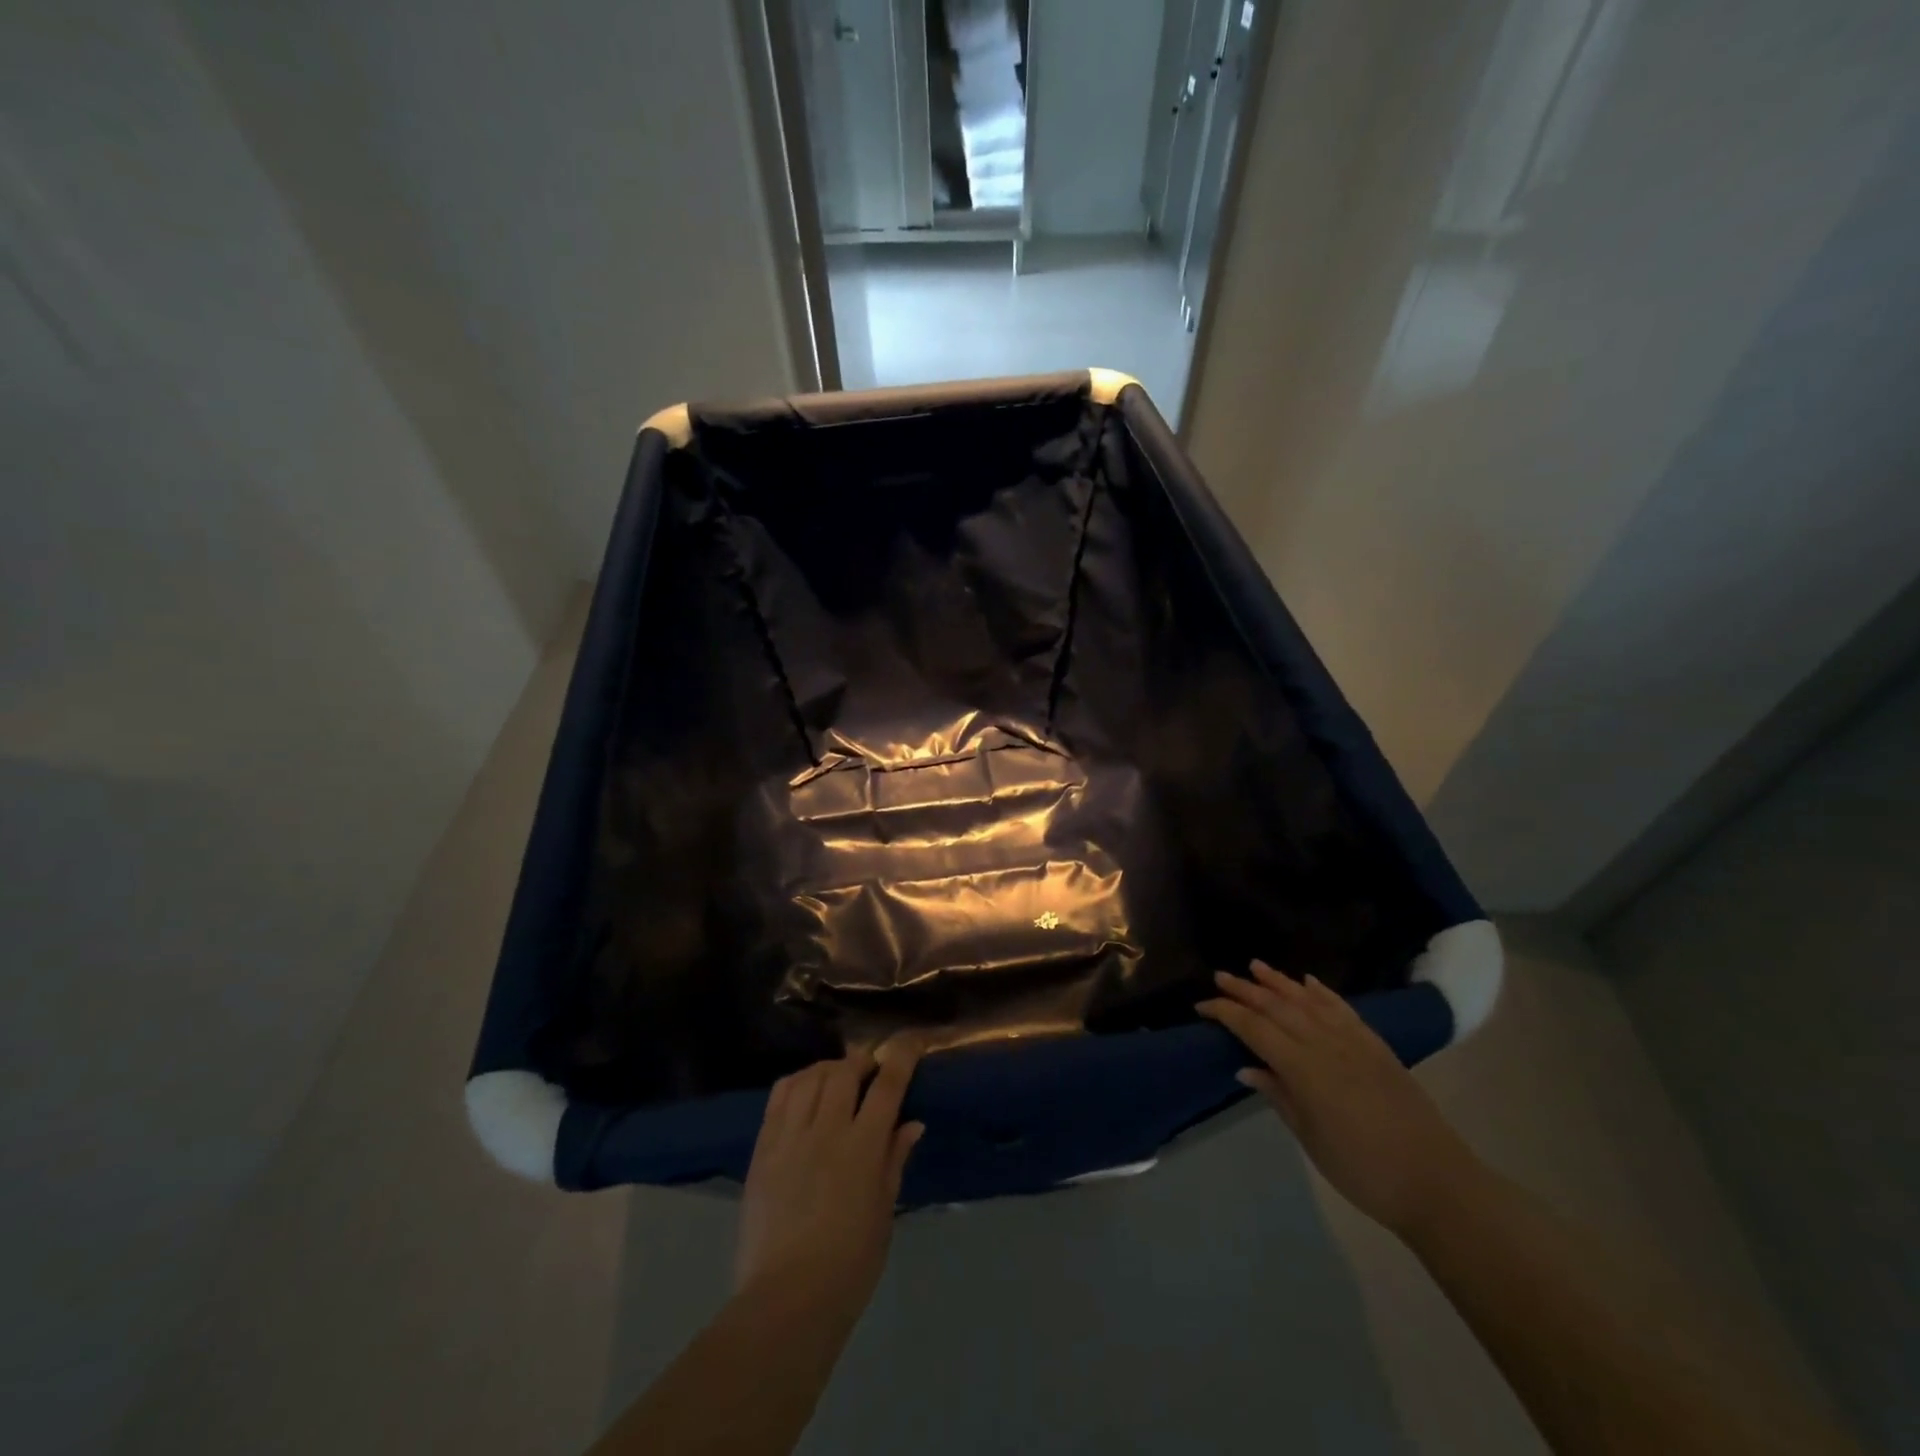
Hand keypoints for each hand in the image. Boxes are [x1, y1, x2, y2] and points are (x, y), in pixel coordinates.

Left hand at [734, 1039, 924, 1318]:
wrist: (786, 1300)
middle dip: (862, 1060)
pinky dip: (797, 1082)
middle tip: (870, 1070)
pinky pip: (779, 1096)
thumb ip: (895, 1160)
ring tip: (837, 1077)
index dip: (901, 1055)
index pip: (887, 1084)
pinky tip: (804, 1090)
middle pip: (845, 1071)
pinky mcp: (762, 1148)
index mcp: (863, 1148)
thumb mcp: (884, 1212)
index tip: (911, 1041)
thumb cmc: (850, 1265)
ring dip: (829, 1068)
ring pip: (810, 1076)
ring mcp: (790, 1136)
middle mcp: (826, 1130)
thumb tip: (912, 1123)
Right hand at [1198, 962, 1479, 1236]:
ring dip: (1279, 981)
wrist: (1437, 1183)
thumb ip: (1278, 1096)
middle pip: (1277, 1007)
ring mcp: (1354, 1041)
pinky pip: (1342, 1009)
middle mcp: (1325, 1044)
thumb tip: (1246, 1067)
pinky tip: (1308, 982)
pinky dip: (1322, 992)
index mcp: (1303, 1068)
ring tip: (1255, 965)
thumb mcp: (1311, 1138)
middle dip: (1245, 990)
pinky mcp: (1377, 1046)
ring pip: (1308, 1000)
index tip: (1202, 1007)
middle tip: (1220, 976)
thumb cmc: (1364, 1170)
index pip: (1254, 1029)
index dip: (1226, 1013)